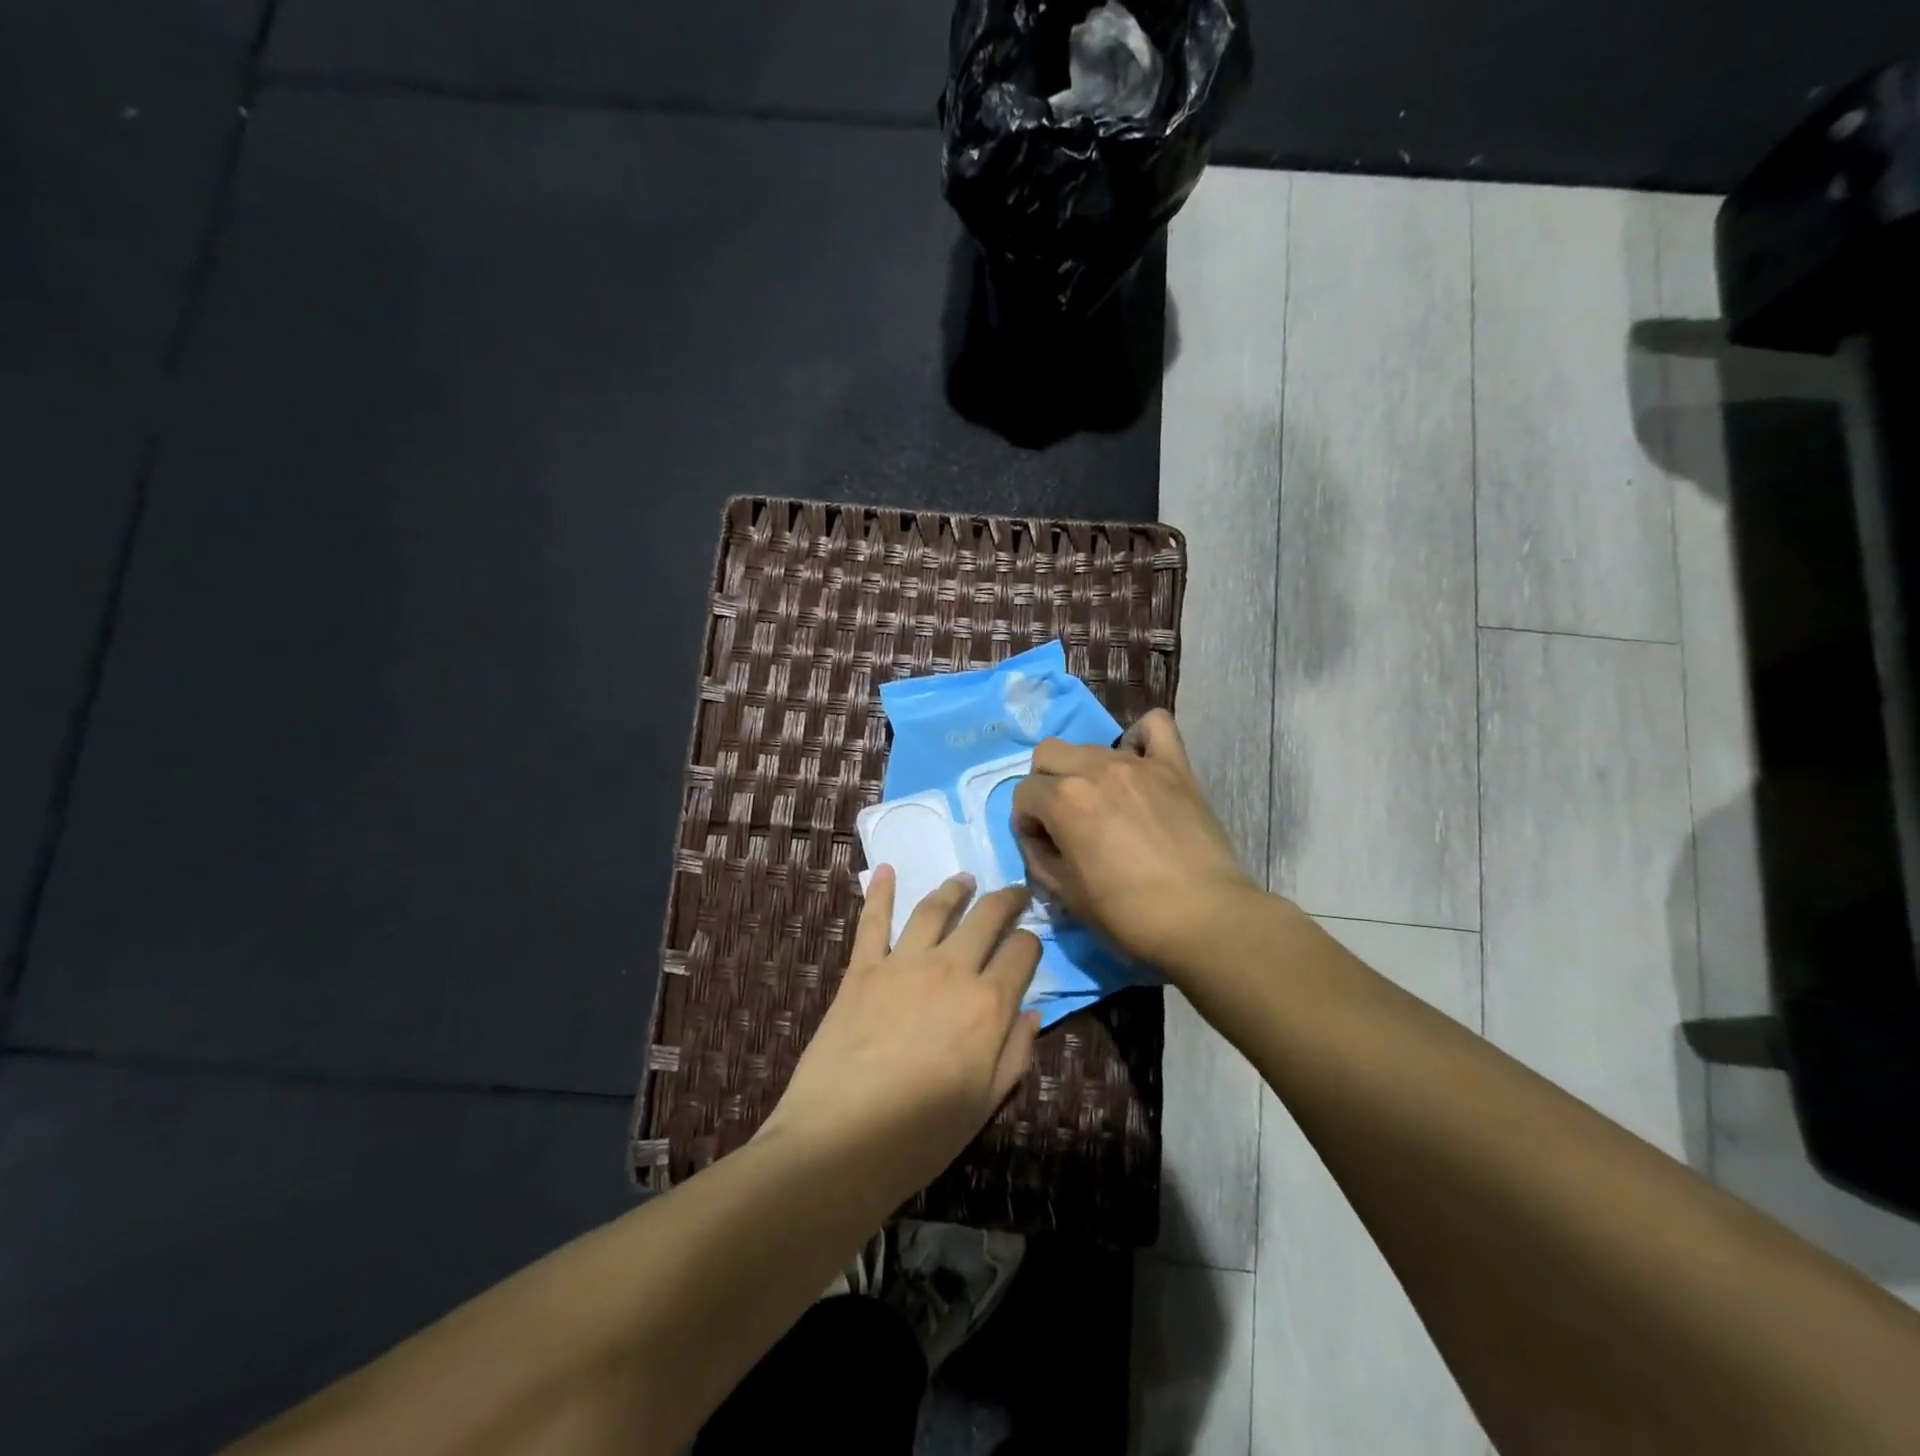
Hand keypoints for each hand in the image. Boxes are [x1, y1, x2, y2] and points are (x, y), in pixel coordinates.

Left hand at [763, 870, 1041, 1199]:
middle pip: (985, 917)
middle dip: (1006, 900)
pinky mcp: (862, 968)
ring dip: (954, 888)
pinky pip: (874, 921)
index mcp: (987, 1005)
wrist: (840, 1142)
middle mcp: (951, 970)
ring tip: (966, 879)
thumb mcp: (985, 1104)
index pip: (1023, 952)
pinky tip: (886, 870)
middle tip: (1014, 891)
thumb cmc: (921, 1135)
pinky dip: (880, 892)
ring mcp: (903, 963)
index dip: (1032, 942)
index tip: (1031, 943)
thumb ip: (1015, 1053)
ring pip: (935, 909)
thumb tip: (1031, 1010)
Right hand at [1012, 710, 1261, 969]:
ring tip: (1104, 804)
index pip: (1023, 793)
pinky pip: (1155, 725)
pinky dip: (1140, 739)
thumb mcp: (1066, 895)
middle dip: (1045, 785)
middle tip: (1064, 819)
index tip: (1043, 846)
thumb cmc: (1128, 915)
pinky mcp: (1174, 766)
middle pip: (1048, 754)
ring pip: (1091, 746)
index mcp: (1064, 800)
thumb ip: (1039, 858)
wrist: (1203, 918)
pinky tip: (1138, 764)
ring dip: (1085, 771)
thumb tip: (1038, 838)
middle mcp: (1095, 769)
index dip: (1026, 822)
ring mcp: (1137, 763)